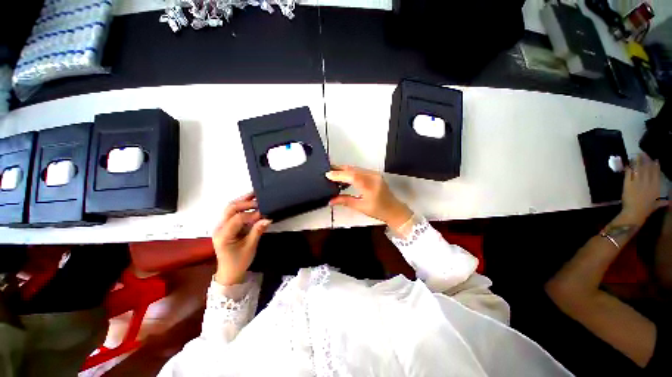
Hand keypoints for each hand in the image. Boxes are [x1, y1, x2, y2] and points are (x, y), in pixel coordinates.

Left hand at [212, 193, 271, 285]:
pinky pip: (232, 213)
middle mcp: (219, 228)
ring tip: (255, 195)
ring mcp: (221, 226)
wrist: (229, 272)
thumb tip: (267, 219)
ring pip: (230, 208)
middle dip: (245, 202)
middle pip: (230, 209)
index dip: (251, 214)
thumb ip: (257, 231)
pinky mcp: (225, 226)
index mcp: (223, 235)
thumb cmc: (239, 262)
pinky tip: (250, 204)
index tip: (263, 213)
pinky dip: (242, 207)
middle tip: (259, 199)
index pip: (237, 218)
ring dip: (242, 201)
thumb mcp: (250, 247)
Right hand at [326, 166, 412, 229]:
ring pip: (356, 168)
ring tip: (333, 172)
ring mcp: (374, 174)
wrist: (394, 209)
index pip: (352, 177)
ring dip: (344, 169)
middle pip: (353, 170)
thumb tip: (330, 200)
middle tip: (327, 170)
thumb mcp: (360, 207)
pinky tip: (344, 175)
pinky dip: (350, 171)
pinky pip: (360, 170)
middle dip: (339, 169)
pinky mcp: (374, 174)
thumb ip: (345, 201)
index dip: (339, 174)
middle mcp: (373, 177)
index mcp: (370, 187)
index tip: (328, 175)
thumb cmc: (378, 211)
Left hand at [621, 154, 668, 224]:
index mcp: (655, 187)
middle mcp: (647, 182)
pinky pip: (628, 174)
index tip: (655, 159)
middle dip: (646, 160)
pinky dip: (629, 169)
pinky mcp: (628, 184)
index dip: (655, 166)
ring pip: (638, 170)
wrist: (634, 212)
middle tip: (644, 153)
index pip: (656, 174)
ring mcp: (637, 182)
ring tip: (637, 155)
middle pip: (647, 169)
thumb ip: (663, 202)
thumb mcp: (656, 205)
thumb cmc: (646, 210)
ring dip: (637, 162)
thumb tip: (670, 202)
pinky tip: (628, 164)